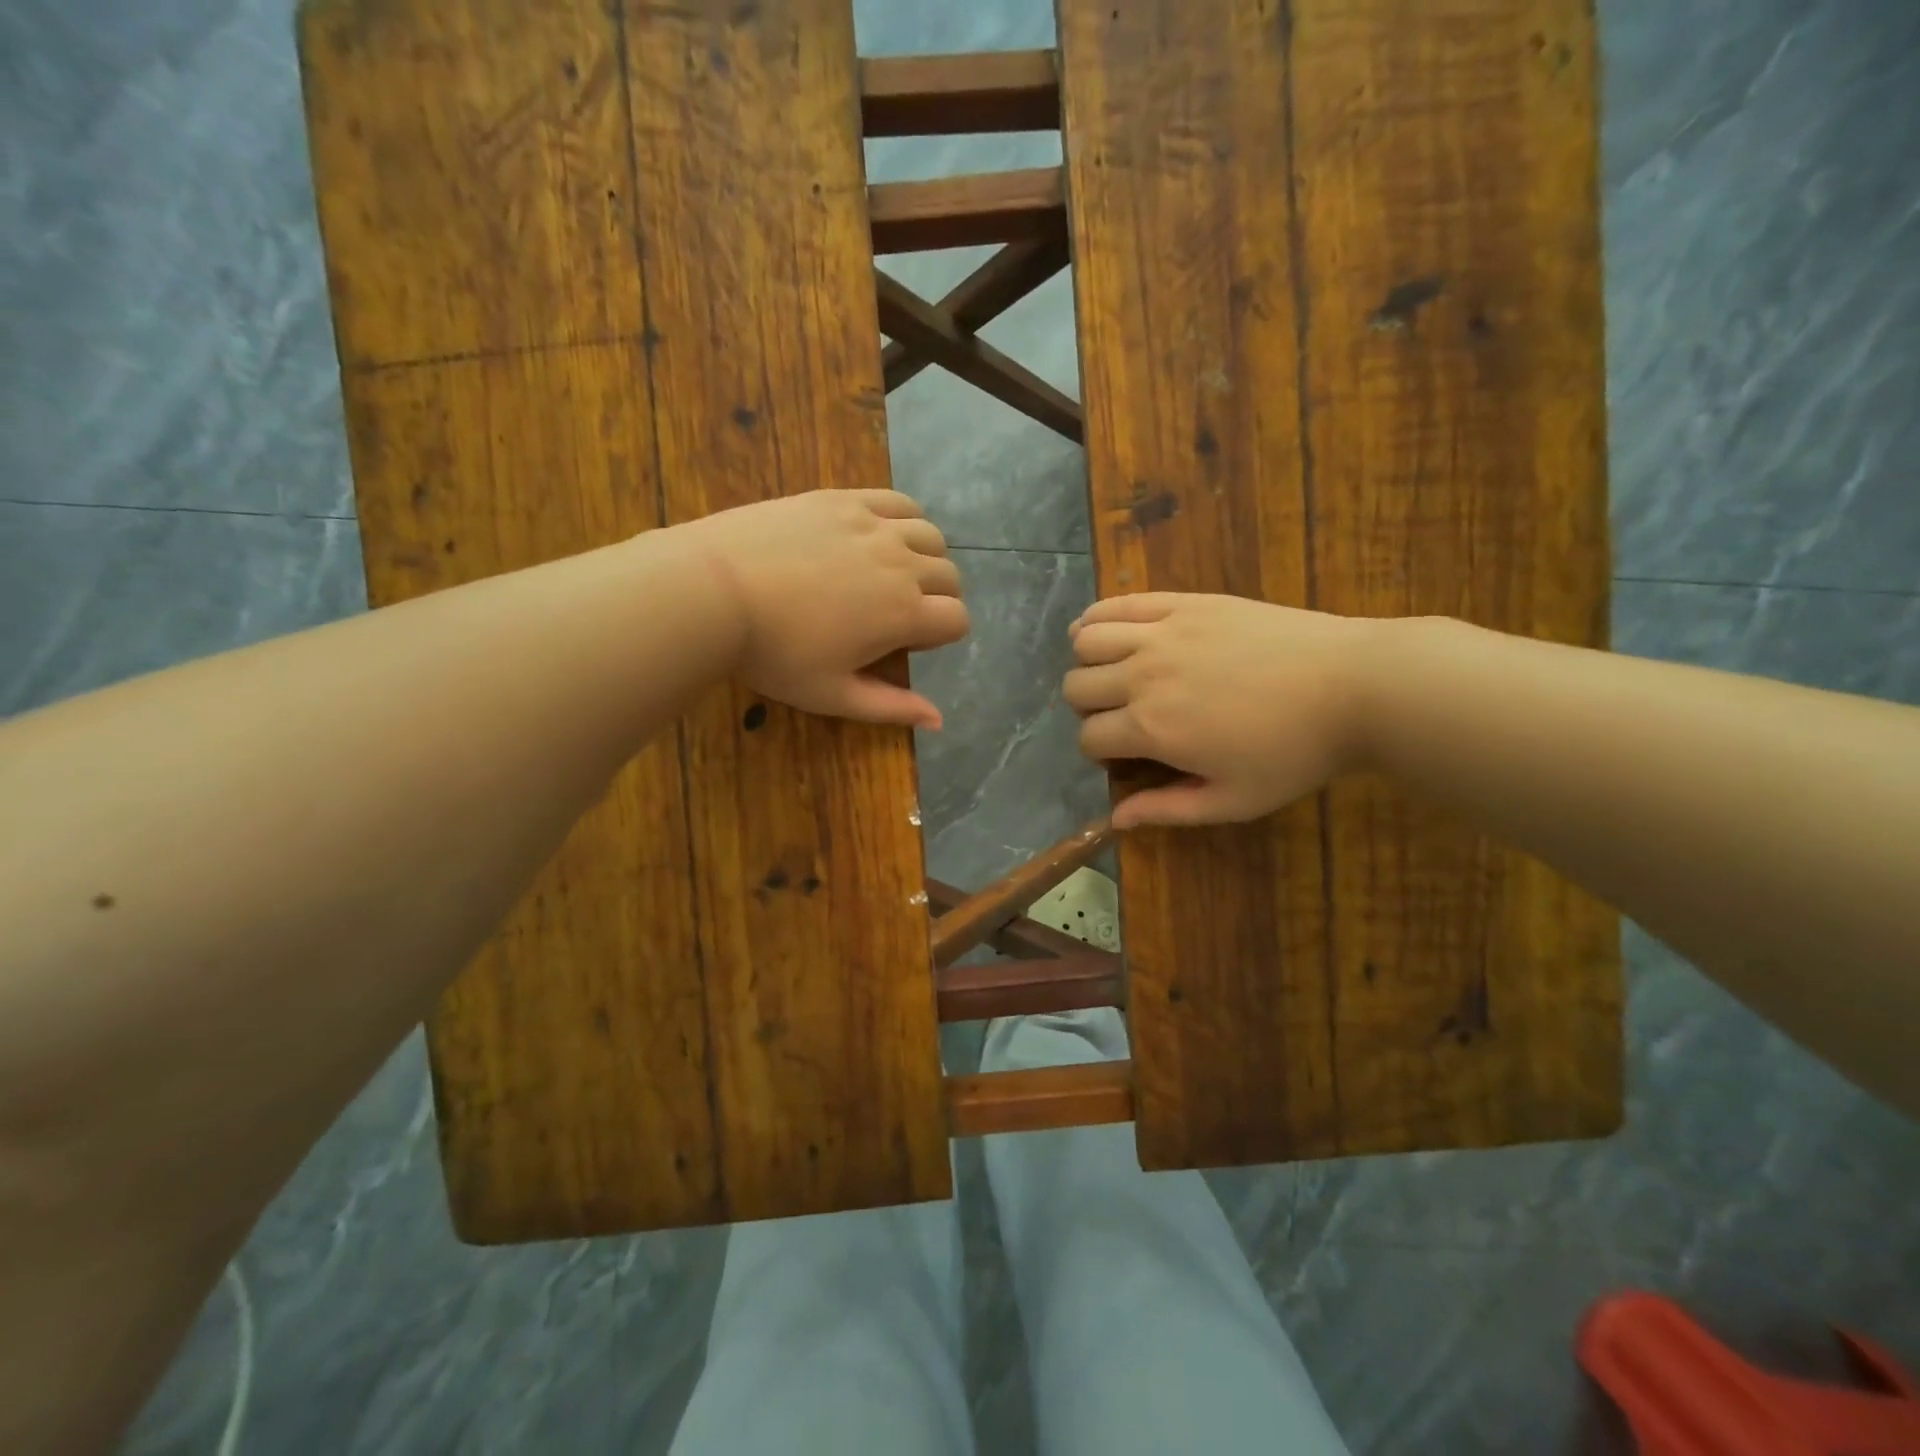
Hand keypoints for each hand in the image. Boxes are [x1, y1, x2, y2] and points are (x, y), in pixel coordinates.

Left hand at [681, 490, 968, 727]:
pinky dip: (904, 518)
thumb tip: (939, 719)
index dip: (942, 636)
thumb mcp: (832, 694)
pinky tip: (884, 534)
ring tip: (895, 572)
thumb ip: (891, 708)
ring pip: (930, 535)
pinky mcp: (844, 500)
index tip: (909, 644)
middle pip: (949, 576)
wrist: (714, 590)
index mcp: (903, 614)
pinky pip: (897, 502)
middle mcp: (901, 564)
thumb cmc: (774, 653)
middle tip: (899, 612)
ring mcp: (873, 526)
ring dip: (926, 557)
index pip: (957, 619)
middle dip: (938, 598)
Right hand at [1064, 593, 1372, 827]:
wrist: (1353, 685)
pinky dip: (1097, 618)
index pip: (1088, 738)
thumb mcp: (1233, 800)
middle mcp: (1143, 677)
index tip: (1125, 755)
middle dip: (1088, 708)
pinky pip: (1118, 603)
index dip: (1099, 752)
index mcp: (1152, 729)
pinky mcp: (1183, 604)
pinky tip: (1101, 630)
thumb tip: (1115, 819)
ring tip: (1110, 672)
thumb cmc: (1295, 752)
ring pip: (1086, 640)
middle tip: (1121, 714)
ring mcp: (1162, 633)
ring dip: (1088, 662)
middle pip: (1077, 687)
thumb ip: (1168, 809)